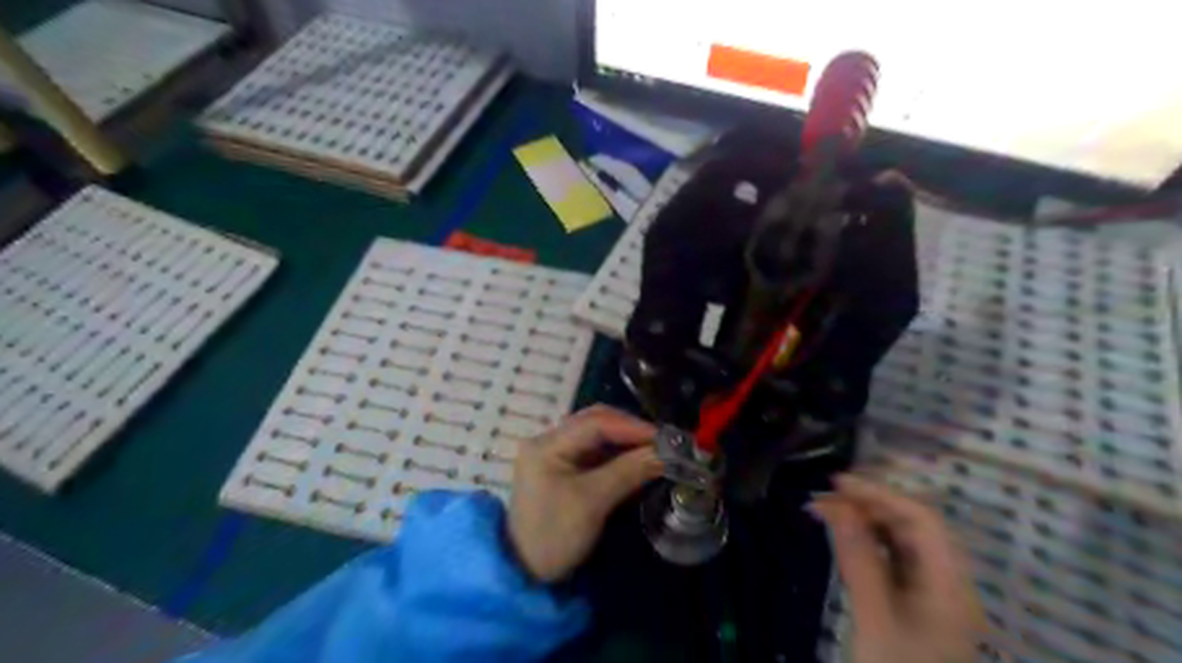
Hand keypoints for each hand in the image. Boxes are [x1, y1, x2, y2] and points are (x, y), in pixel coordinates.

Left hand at [508, 408, 662, 580]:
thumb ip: (629, 471)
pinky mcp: (563, 469)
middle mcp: (548, 441)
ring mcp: (555, 454)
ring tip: (655, 449)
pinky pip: (595, 452)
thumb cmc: (555, 536)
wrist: (525, 575)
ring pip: (597, 435)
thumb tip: (666, 453)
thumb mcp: (593, 502)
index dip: (632, 427)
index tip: (665, 439)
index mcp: (546, 444)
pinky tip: (637, 459)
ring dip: (626, 440)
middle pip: (595, 422)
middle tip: (663, 442)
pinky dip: (618, 453)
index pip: (595, 422)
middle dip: (630, 429)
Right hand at [808, 474, 983, 659]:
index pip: (922, 520)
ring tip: (826, 512)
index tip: (838, 484)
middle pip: (914, 528)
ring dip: (865, 522)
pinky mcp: (914, 605)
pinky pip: (892, 561)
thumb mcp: (874, 618)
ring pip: (901, 542)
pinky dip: (866, 544)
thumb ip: (858, 559)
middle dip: (870, 506)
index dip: (881, 494)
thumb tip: (836, 507)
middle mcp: (947, 584)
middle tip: (825, 498)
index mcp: (950, 586)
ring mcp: (932, 595)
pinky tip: (843, 539)